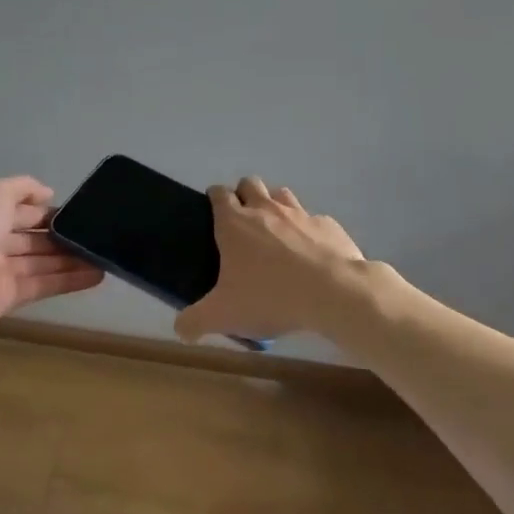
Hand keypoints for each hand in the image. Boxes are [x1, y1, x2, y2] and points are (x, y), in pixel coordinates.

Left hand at [0, 177, 103, 343]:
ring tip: (103, 256)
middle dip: (60, 235)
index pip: (18, 209)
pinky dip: (68, 281)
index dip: (44, 209)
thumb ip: (22, 187)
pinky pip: (42, 285)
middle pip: (30, 237)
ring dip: (70, 259)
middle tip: (94, 235)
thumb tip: (47, 193)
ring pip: (39, 262)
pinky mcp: (6, 298)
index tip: (76, 211)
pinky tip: (96, 276)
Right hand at [174, 177, 365, 343]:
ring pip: (281, 194)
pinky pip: (313, 219)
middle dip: (244, 195)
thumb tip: (180, 329)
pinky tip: (310, 252)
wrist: (333, 292)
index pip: (219, 194)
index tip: (213, 210)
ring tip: (275, 232)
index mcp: (235, 223)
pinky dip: (307, 230)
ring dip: (274, 205)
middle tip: (243, 223)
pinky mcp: (327, 224)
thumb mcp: (223, 316)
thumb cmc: (270, 297)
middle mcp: (266, 209)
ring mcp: (300, 213)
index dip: (215, 198)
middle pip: (250, 184)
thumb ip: (195, 321)